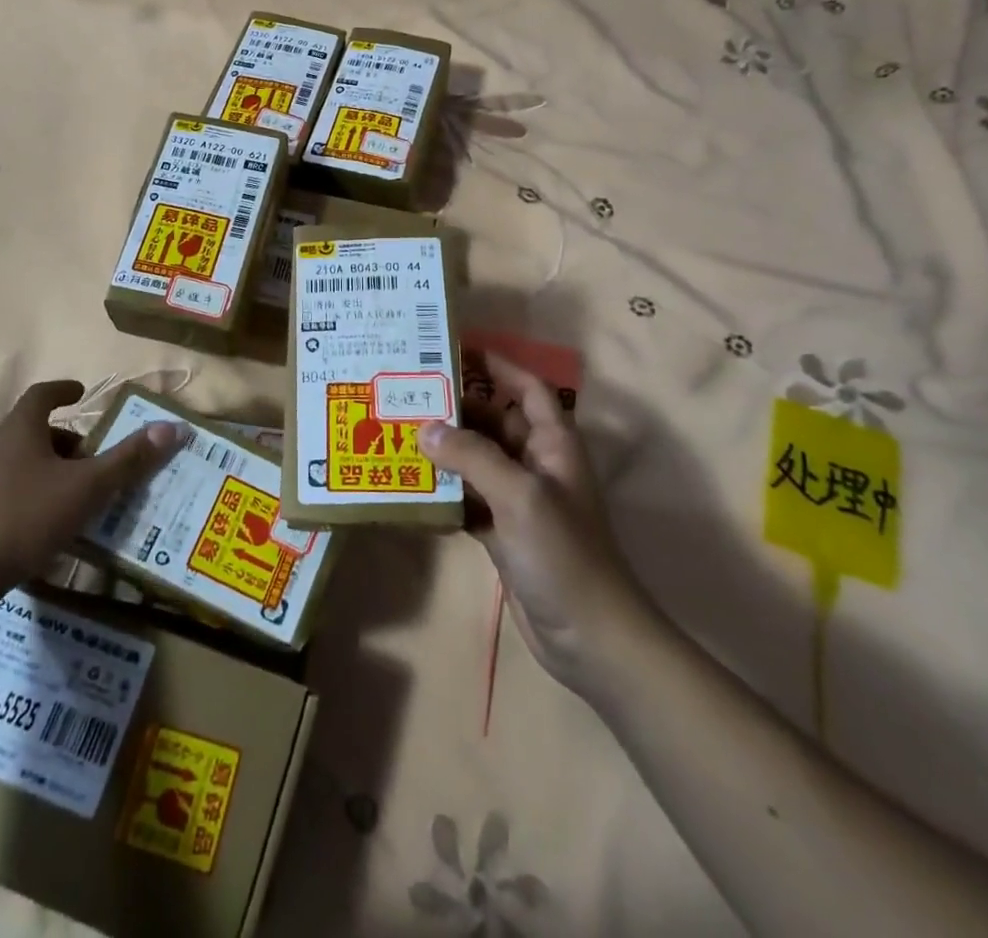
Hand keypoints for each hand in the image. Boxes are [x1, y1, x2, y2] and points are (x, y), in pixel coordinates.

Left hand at [0, 381, 180, 599]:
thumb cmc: (26, 517)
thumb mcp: (88, 487)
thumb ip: (129, 459)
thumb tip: (172, 427)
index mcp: (19, 430)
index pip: (41, 394)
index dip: (63, 390)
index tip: (82, 393)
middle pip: (32, 430)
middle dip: (64, 439)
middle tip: (91, 456)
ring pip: (19, 462)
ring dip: (48, 469)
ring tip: (75, 493)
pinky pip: (6, 491)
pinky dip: (31, 494)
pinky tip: (47, 525)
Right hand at [421, 353, 645, 691]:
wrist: (591, 638)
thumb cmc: (564, 553)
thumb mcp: (520, 495)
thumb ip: (472, 457)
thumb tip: (425, 428)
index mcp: (553, 443)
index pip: (525, 387)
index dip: (496, 365)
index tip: (453, 349)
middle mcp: (536, 463)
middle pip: (493, 420)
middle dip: (455, 407)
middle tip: (407, 392)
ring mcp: (518, 498)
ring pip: (476, 459)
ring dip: (444, 449)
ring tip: (397, 431)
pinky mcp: (502, 530)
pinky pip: (467, 497)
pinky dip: (443, 490)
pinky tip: (410, 485)